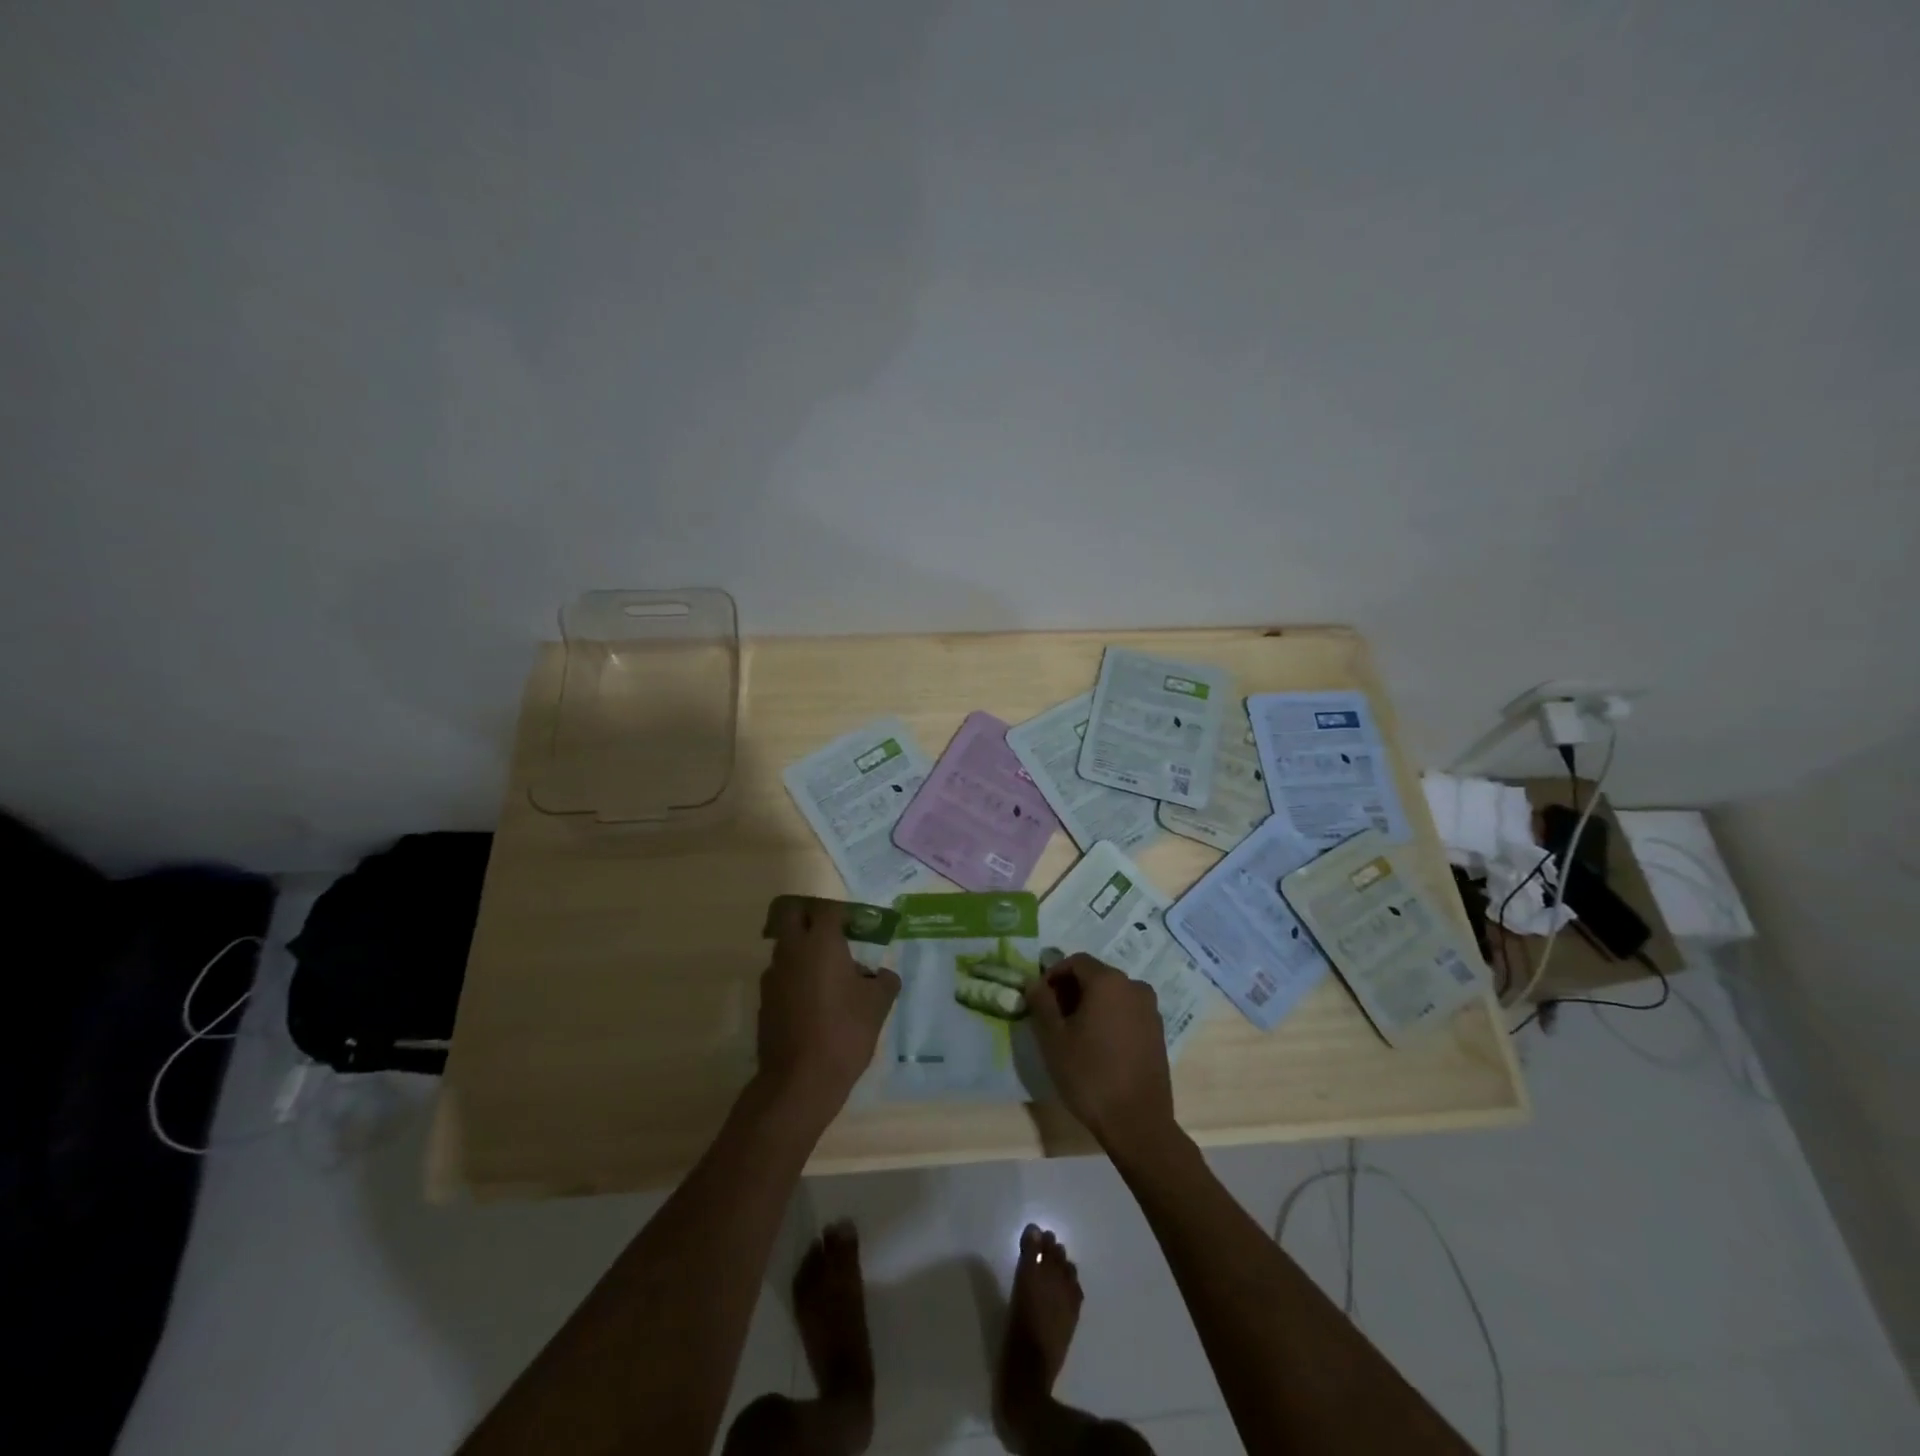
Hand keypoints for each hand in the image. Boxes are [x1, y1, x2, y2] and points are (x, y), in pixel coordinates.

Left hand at [756, 899, 899, 1120]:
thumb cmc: (845, 1032)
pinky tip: (815, 1002)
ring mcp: (773, 975)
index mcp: (821, 942)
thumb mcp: (878, 1005)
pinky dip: (796, 977)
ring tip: (829, 975)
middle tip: (833, 934)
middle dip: (810, 917)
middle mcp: (792, 950)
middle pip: (792, 914)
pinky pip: (781, 975)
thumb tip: (881, 975)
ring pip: (785, 946)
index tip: (859, 926)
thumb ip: (884, 981)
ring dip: (803, 949)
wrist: (800, 1080)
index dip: (844, 913)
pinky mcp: (764, 1000)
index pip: (828, 908)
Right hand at [1024, 954, 1174, 1151]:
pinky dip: (1110, 1017)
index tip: (1040, 998)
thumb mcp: (1053, 1038)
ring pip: (1113, 994)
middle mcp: (1134, 986)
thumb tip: (1035, 982)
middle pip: (1096, 975)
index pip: (1075, 961)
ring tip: (1074, 1033)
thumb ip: (1041, 1002)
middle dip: (1072, 989)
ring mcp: (1150, 1010)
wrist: (1137, 1122)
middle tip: (1053, 1016)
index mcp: (1108, 981)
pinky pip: (1127, 1012)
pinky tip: (1098, 1045)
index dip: (1053, 974)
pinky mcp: (1158, 1032)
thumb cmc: (1089, 1074)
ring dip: (1091, 1004)